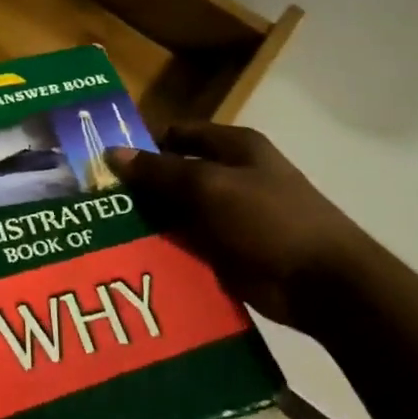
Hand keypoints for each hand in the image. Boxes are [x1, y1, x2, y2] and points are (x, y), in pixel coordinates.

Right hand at [106, 124, 374, 332]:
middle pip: (173, 173)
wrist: (325, 286)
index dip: (142, 141)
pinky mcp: (227, 251)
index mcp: (233, 147)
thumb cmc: (269, 219)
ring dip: (147, 219)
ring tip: (100, 228)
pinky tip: (129, 254)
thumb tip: (113, 153)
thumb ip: (160, 171)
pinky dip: (163, 247)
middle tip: (93, 199)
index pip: (177, 133)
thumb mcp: (209, 186)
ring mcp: (229, 216)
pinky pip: (187, 243)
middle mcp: (230, 176)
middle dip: (138, 185)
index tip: (102, 158)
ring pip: (176, 211)